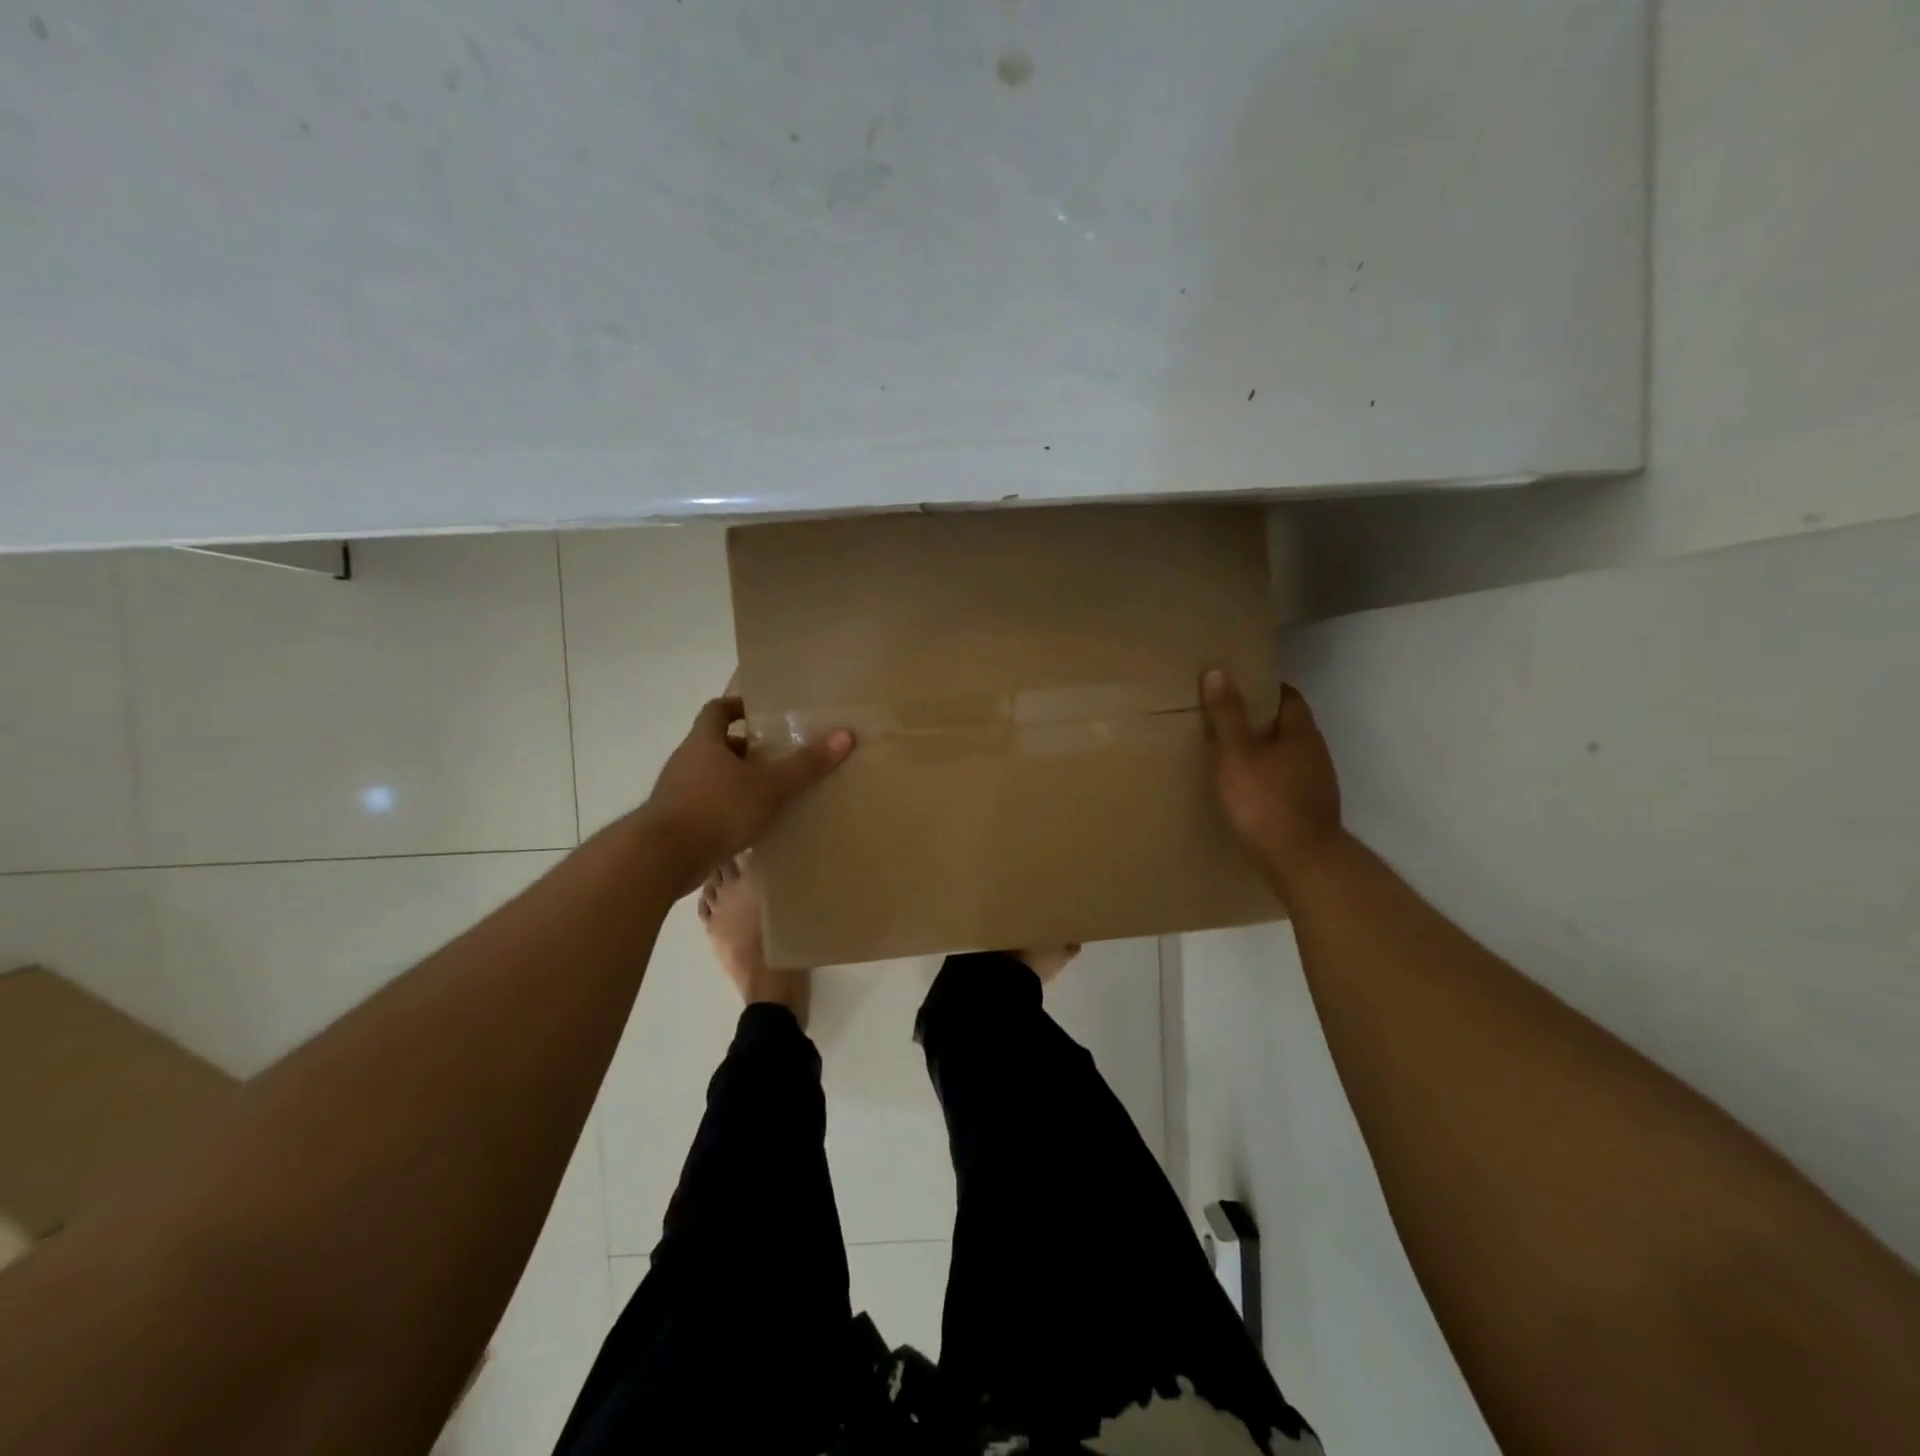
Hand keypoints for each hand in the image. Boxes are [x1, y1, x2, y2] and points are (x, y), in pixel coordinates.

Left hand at [641, 696, 853, 896]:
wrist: (661, 858)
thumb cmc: (716, 809)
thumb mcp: (769, 786)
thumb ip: (805, 764)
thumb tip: (845, 735)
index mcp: (703, 742)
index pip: (716, 710)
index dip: (736, 706)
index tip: (759, 712)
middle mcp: (685, 762)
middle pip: (715, 745)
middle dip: (744, 749)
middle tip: (776, 756)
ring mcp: (676, 794)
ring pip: (709, 778)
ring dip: (735, 781)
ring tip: (769, 792)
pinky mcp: (675, 823)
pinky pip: (705, 806)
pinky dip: (726, 809)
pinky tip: (749, 825)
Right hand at [1201, 670, 1343, 893]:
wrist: (1301, 862)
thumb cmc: (1265, 801)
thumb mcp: (1236, 754)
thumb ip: (1227, 715)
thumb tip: (1218, 671)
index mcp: (1301, 733)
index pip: (1288, 697)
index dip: (1264, 689)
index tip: (1237, 687)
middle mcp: (1316, 754)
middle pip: (1288, 727)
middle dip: (1260, 721)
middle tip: (1225, 719)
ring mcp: (1317, 785)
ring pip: (1288, 757)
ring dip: (1265, 753)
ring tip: (1231, 756)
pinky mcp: (1311, 812)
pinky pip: (1287, 783)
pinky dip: (1268, 779)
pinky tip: (1248, 791)